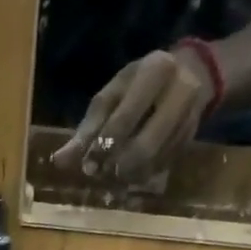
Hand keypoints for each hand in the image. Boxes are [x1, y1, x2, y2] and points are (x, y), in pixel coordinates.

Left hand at [50, 46, 214, 183]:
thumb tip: (59, 162)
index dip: (104, 144)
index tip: (88, 166)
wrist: (191, 75)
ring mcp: (189, 118)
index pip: (125, 116)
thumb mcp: (112, 95)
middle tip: (101, 174)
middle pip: (145, 145)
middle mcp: (179, 93)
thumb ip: (87, 128)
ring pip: (155, 160)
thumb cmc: (140, 83)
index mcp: (155, 72)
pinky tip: (130, 175)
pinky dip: (142, 175)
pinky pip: (162, 166)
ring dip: (130, 175)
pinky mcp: (190, 140)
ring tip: (113, 177)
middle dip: (119, 165)